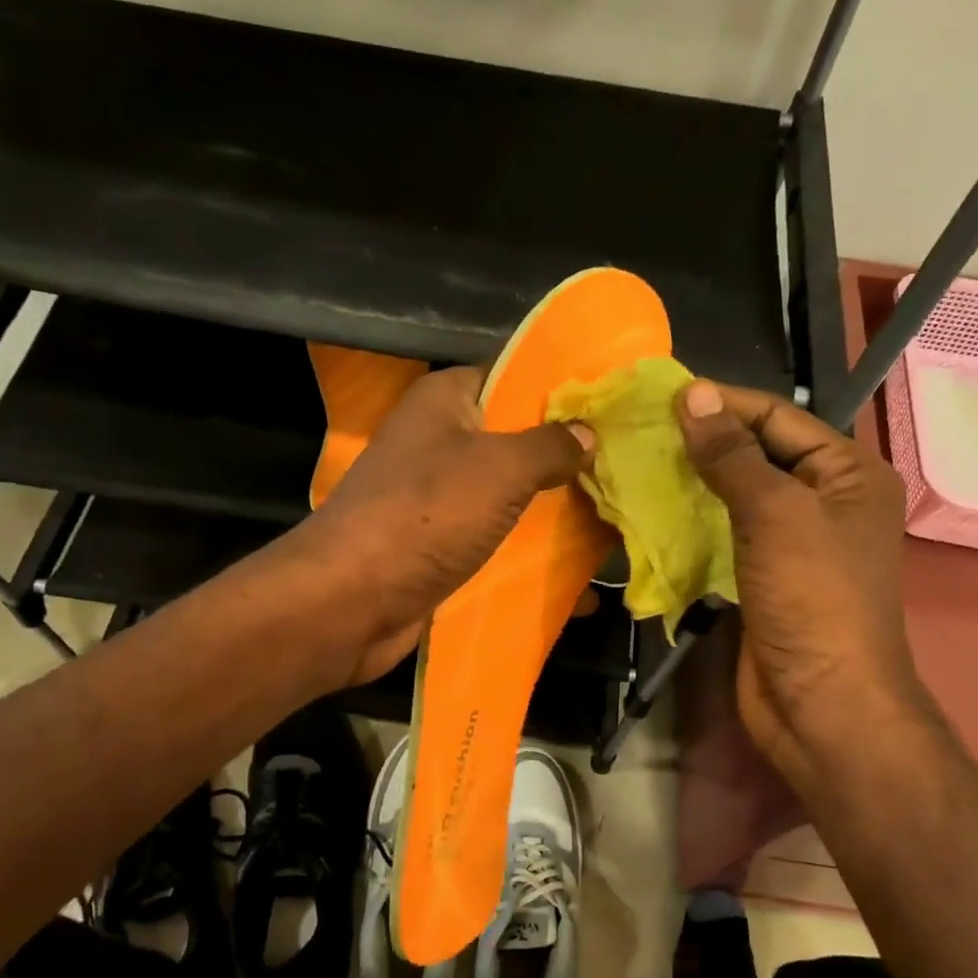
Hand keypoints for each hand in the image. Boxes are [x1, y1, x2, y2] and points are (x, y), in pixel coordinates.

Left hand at [294, 364, 593, 684]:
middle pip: (517, 442)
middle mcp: (440, 444)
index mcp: (446, 402)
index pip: (513, 375)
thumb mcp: (499, 468)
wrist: (350, 602)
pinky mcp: (441, 549)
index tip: (614, 408)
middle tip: (627, 472)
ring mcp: (439, 501)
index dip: (563, 388)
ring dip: (555, 516)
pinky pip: (497, 545)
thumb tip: (586, 433)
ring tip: (616, 525)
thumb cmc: (425, 517)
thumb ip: (549, 446)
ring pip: (511, 499)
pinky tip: (581, 585)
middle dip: (568, 461)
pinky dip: (532, 561)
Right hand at [676, 380, 927, 787]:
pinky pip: (726, 536)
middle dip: (704, 443)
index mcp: (848, 474)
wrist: (820, 703)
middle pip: (758, 455)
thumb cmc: (812, 599)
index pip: (780, 417)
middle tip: (641, 432)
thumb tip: (694, 394)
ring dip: (693, 484)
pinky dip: (694, 524)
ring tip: (639, 466)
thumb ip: (732, 455)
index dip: (724, 404)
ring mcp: (794, 544)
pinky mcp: (763, 578)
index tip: (662, 397)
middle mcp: (826, 502)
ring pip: (737, 497)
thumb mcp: (775, 514)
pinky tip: (654, 513)